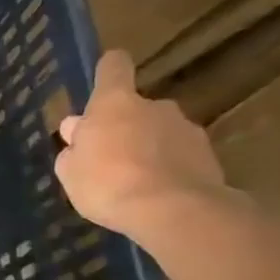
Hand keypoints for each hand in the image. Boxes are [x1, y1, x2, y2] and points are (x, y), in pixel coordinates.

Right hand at [54, 49, 229, 237]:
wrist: (175, 212)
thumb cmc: (108, 184)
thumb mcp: (71, 172)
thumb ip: (73, 149)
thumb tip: (77, 132)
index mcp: (115, 103)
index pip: (113, 67)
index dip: (108, 70)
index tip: (103, 81)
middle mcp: (154, 106)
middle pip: (135, 108)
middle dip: (123, 127)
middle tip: (109, 159)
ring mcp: (186, 129)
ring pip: (160, 133)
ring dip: (148, 149)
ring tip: (136, 183)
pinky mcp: (209, 156)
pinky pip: (180, 157)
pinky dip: (170, 169)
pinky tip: (159, 195)